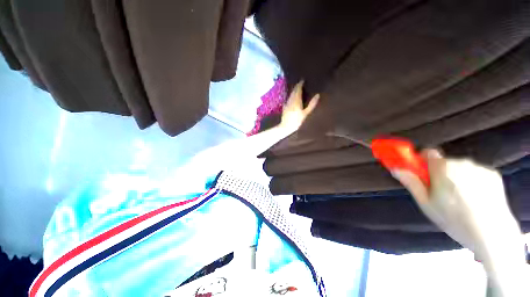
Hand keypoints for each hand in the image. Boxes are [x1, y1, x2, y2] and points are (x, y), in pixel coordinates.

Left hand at [279, 81, 319, 131]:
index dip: (300, 84)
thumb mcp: (306, 113)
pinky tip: (292, 96)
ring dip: (293, 90)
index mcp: (297, 100)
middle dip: (296, 86)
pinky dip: (290, 95)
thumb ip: (312, 104)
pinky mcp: (284, 107)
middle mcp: (291, 100)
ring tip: (297, 88)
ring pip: (290, 94)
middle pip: (293, 91)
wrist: (286, 126)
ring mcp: (287, 103)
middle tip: (300, 82)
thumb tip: (318, 95)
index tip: (303, 80)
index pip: (298, 89)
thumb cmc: (297, 121)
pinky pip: (288, 98)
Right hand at [391, 149, 518, 255]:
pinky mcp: (493, 174)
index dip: (422, 160)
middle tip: (441, 192)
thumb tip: (396, 169)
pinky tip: (476, 199)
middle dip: (440, 173)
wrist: (492, 234)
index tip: (422, 172)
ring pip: (461, 168)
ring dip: (457, 177)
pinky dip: (473, 181)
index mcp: (443, 167)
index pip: (428, 153)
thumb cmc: (454, 219)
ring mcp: (480, 167)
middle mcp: (462, 162)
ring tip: (460, 199)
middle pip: (444, 162)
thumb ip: (411, 182)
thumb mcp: (426, 203)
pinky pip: (476, 173)